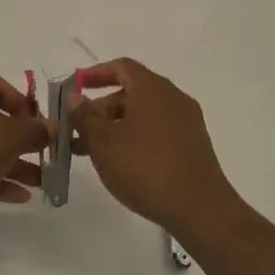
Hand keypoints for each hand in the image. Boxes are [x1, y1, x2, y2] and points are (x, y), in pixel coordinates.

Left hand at [0, 69, 50, 212]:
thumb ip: (35, 130)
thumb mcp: (10, 138)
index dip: (27, 108)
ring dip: (11, 162)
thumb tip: (53, 126)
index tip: (42, 129)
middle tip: (43, 156)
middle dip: (22, 142)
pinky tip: (19, 195)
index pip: (2, 87)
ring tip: (40, 182)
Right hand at [70, 59, 244, 237]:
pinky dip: (136, 137)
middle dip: (101, 108)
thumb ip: (85, 116)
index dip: (96, 74)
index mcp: (152, 88)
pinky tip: (122, 162)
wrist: (200, 208)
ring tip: (92, 151)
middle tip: (78, 130)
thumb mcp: (104, 143)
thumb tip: (75, 96)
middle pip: (132, 91)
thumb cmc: (145, 168)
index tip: (75, 87)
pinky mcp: (193, 144)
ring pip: (144, 114)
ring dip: (116, 126)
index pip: (121, 67)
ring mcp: (187, 121)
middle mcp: (173, 97)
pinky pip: (158, 130)